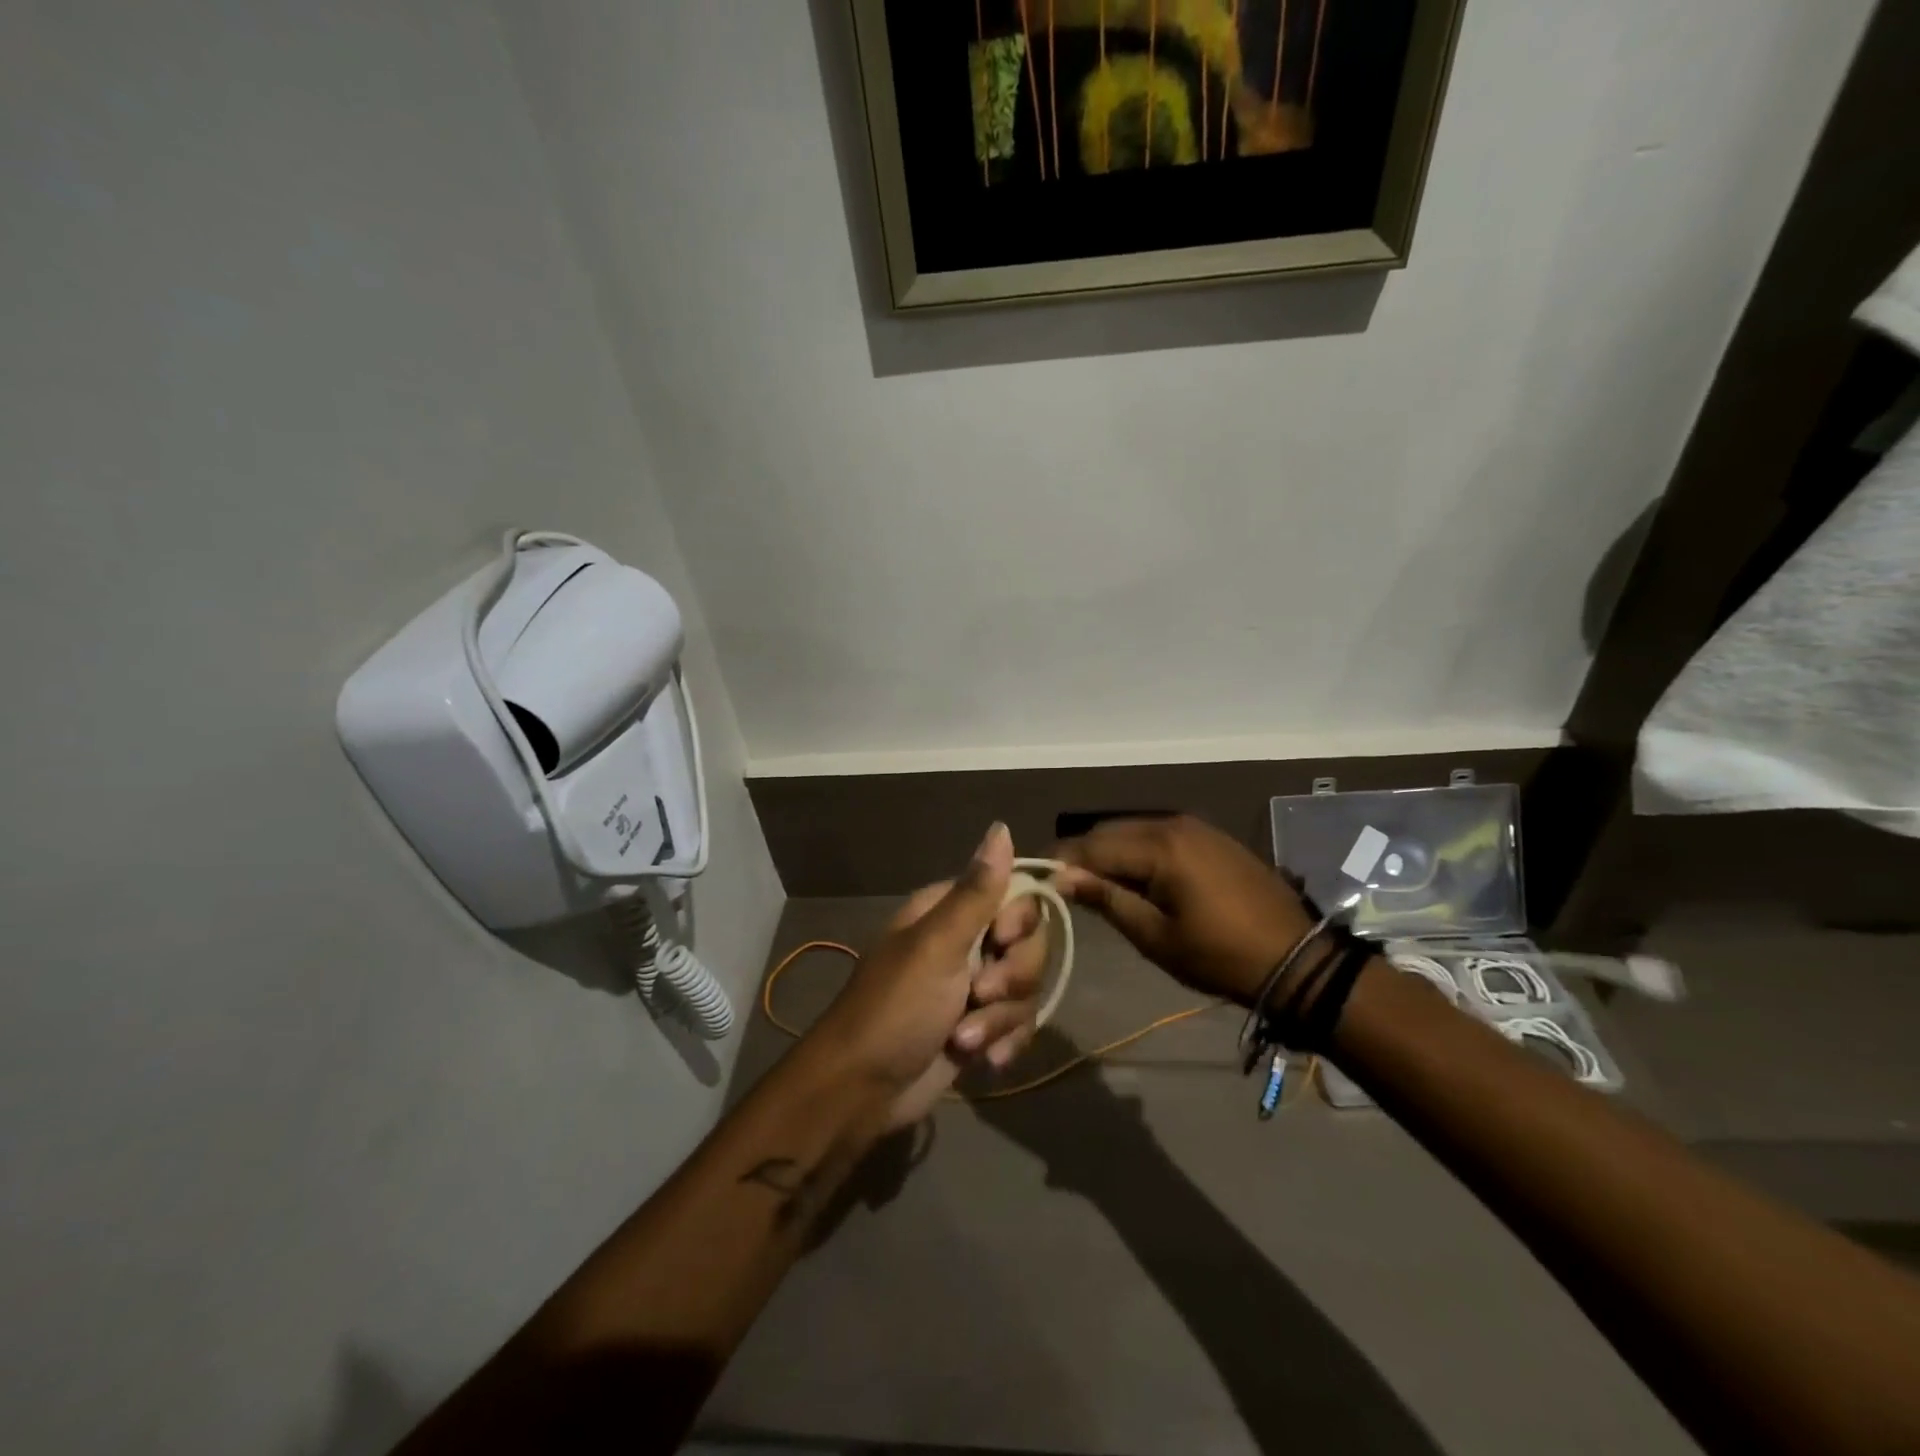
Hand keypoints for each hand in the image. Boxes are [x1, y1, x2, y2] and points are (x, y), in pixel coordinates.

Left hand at [809, 823, 1047, 1127]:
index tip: (1004, 939)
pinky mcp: (979, 1027)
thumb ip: (976, 891)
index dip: (1020, 920)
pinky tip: (986, 1063)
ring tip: (965, 1040)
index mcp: (950, 912)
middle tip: (978, 996)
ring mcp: (972, 987)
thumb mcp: (937, 946)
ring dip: (1000, 1019)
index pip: (1015, 894)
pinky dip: (1004, 1042)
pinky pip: (1017, 1023)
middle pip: (1028, 944)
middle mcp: (966, 942)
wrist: (862, 1091)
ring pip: (1025, 988)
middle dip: (1011, 978)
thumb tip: (1001, 826)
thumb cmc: (895, 1008)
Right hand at [1052, 815, 1314, 1004]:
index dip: (1062, 860)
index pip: (1093, 845)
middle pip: (1111, 831)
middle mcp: (1174, 824)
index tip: (1038, 877)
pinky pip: (1159, 835)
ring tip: (1096, 884)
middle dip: (1084, 854)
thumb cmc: (1220, 955)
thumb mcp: (1156, 936)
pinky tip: (1134, 877)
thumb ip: (1107, 900)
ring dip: (1111, 852)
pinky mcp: (1211, 837)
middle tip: (1065, 885)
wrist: (1296, 958)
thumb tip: (1064, 878)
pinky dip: (1138, 851)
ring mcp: (1196, 827)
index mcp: (1160, 847)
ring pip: (1134, 830)